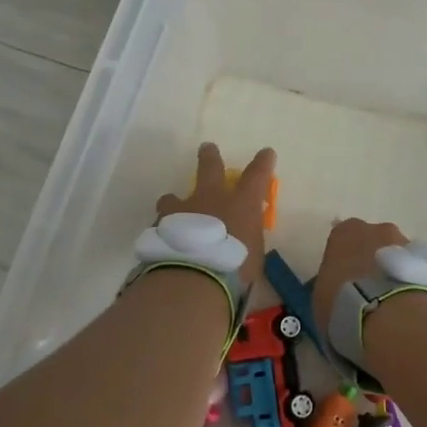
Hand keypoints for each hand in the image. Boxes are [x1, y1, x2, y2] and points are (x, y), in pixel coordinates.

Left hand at [155, 144, 274, 287]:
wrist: (193, 278)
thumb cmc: (234, 270)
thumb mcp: (253, 258)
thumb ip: (247, 243)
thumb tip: (243, 243)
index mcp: (241, 205)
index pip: (257, 176)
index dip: (263, 163)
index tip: (266, 152)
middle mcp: (211, 199)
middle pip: (210, 168)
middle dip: (210, 157)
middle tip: (207, 147)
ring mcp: (182, 210)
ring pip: (174, 197)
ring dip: (175, 202)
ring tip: (172, 209)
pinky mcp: (160, 226)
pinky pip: (162, 223)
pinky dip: (165, 230)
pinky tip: (164, 242)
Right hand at [312, 217, 407, 332]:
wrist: (392, 318)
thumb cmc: (344, 306)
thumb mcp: (321, 300)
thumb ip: (330, 287)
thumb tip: (337, 294)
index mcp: (344, 233)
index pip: (341, 242)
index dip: (344, 264)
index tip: (344, 286)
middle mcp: (377, 229)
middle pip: (374, 243)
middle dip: (373, 264)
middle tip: (371, 295)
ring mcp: (408, 242)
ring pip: (399, 256)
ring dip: (396, 275)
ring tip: (394, 306)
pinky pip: (419, 271)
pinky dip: (416, 284)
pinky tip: (411, 309)